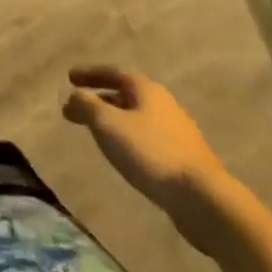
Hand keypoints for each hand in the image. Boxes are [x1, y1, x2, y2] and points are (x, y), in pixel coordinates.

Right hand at [63, 66, 232, 250]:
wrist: (203, 198)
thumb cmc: (150, 152)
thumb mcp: (107, 124)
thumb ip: (86, 105)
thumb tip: (75, 95)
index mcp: (146, 89)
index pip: (112, 73)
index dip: (89, 74)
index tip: (69, 78)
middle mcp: (163, 104)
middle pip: (124, 96)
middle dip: (98, 101)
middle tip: (75, 110)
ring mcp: (177, 132)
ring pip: (136, 118)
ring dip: (113, 121)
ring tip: (96, 133)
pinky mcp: (184, 158)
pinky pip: (147, 139)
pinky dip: (128, 139)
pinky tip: (123, 154)